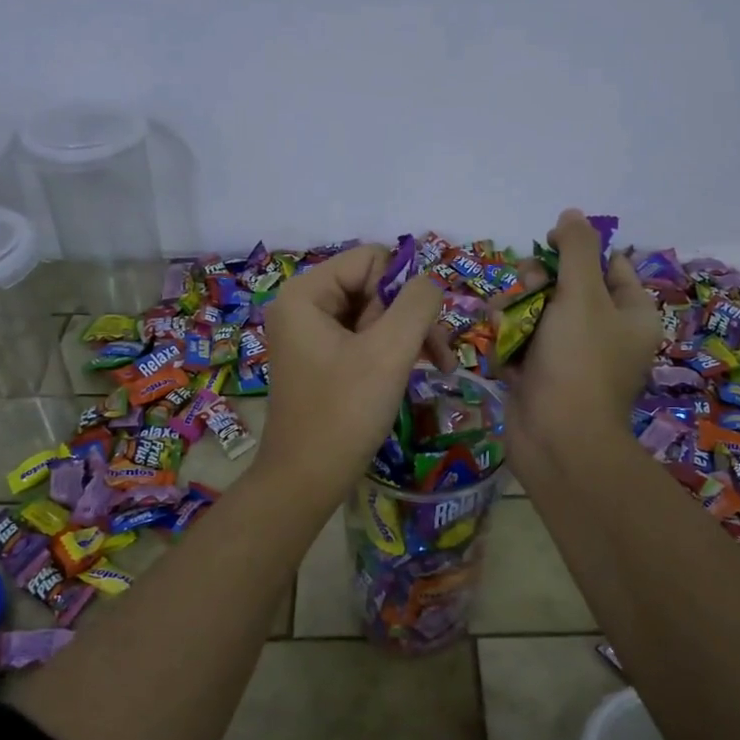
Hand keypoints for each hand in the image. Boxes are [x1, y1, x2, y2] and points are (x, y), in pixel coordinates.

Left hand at [256, 244, 443, 508]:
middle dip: (409, 317)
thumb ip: (417, 303)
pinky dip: (393, 352)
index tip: (416, 331)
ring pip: (376, 314)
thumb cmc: (344, 413)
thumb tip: (431, 281)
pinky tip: (415, 374)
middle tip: (434, 356)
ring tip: (435, 367)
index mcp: (306, 293)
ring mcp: (312, 335)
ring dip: (408, 336)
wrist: (306, 481)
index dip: (403, 288)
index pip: (371, 258)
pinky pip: (366, 339)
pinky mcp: (323, 360)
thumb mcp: (389, 352)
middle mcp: (304, 306)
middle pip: (374, 285)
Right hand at [504, 209, 658, 463]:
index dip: (578, 251)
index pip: (610, 266)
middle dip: (537, 283)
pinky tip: (502, 351)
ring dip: (514, 312)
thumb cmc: (578, 361)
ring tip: (503, 322)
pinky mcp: (540, 376)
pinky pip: (521, 344)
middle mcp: (604, 333)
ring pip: (536, 313)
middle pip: (565, 286)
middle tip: (527, 290)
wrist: (557, 439)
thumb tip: (570, 214)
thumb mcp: (583, 295)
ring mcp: (570, 357)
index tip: (548, 245)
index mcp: (630, 313)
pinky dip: (509, 343)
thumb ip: (576, 249)